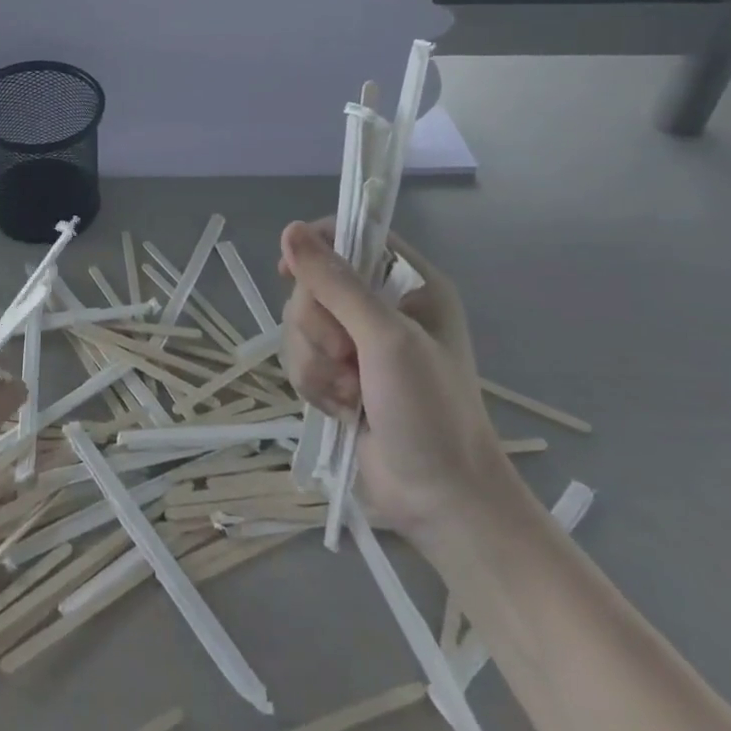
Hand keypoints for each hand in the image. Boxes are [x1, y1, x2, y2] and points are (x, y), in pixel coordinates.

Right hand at [278, 221, 510, 544]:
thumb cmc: (430, 411)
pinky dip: (315, 385)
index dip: (317, 249)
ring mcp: (359, 344)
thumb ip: (336, 283)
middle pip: (313, 285)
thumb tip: (290, 230)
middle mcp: (382, 307)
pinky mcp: (339, 376)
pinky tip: (342, 409)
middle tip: (348, 357)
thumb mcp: (386, 338)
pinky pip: (300, 358)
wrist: (440, 500)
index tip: (292, 273)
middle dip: (318, 326)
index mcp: (410, 284)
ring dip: (316, 363)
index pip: (353, 237)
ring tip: (349, 393)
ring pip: (299, 325)